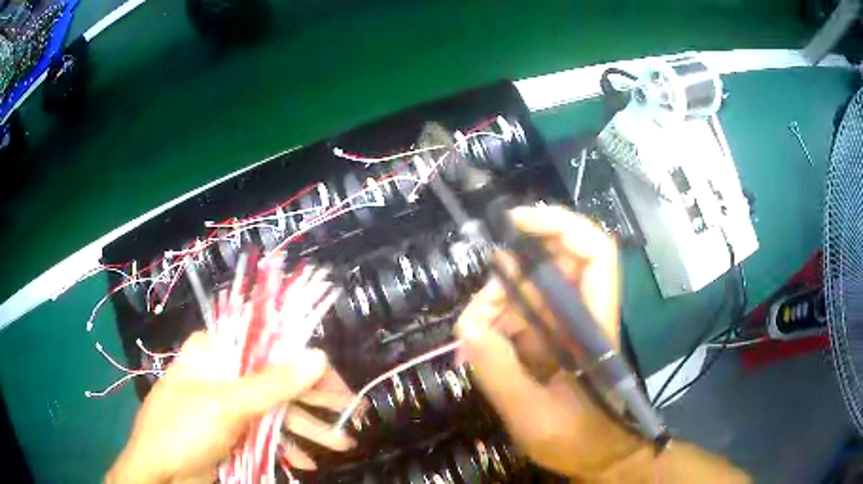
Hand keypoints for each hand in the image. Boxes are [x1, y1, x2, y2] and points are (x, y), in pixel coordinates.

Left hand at [106, 332, 355, 483]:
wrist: (161, 474)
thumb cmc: (184, 429)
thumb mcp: (228, 405)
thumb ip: (273, 383)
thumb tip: (318, 355)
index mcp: (215, 351)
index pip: (268, 344)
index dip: (306, 363)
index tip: (337, 385)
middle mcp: (222, 373)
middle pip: (276, 380)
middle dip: (314, 402)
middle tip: (352, 416)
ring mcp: (227, 405)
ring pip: (274, 410)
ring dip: (307, 429)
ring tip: (342, 445)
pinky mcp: (231, 431)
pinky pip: (264, 433)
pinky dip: (285, 446)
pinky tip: (304, 462)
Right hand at [455, 205, 644, 479]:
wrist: (599, 457)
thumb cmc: (580, 440)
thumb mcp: (535, 417)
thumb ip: (502, 375)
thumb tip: (467, 328)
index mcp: (592, 326)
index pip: (594, 254)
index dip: (561, 225)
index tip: (516, 221)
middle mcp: (581, 315)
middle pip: (551, 265)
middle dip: (509, 277)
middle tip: (480, 314)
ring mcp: (563, 327)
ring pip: (527, 291)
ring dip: (495, 306)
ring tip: (474, 341)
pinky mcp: (549, 341)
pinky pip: (518, 316)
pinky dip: (494, 325)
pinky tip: (479, 348)